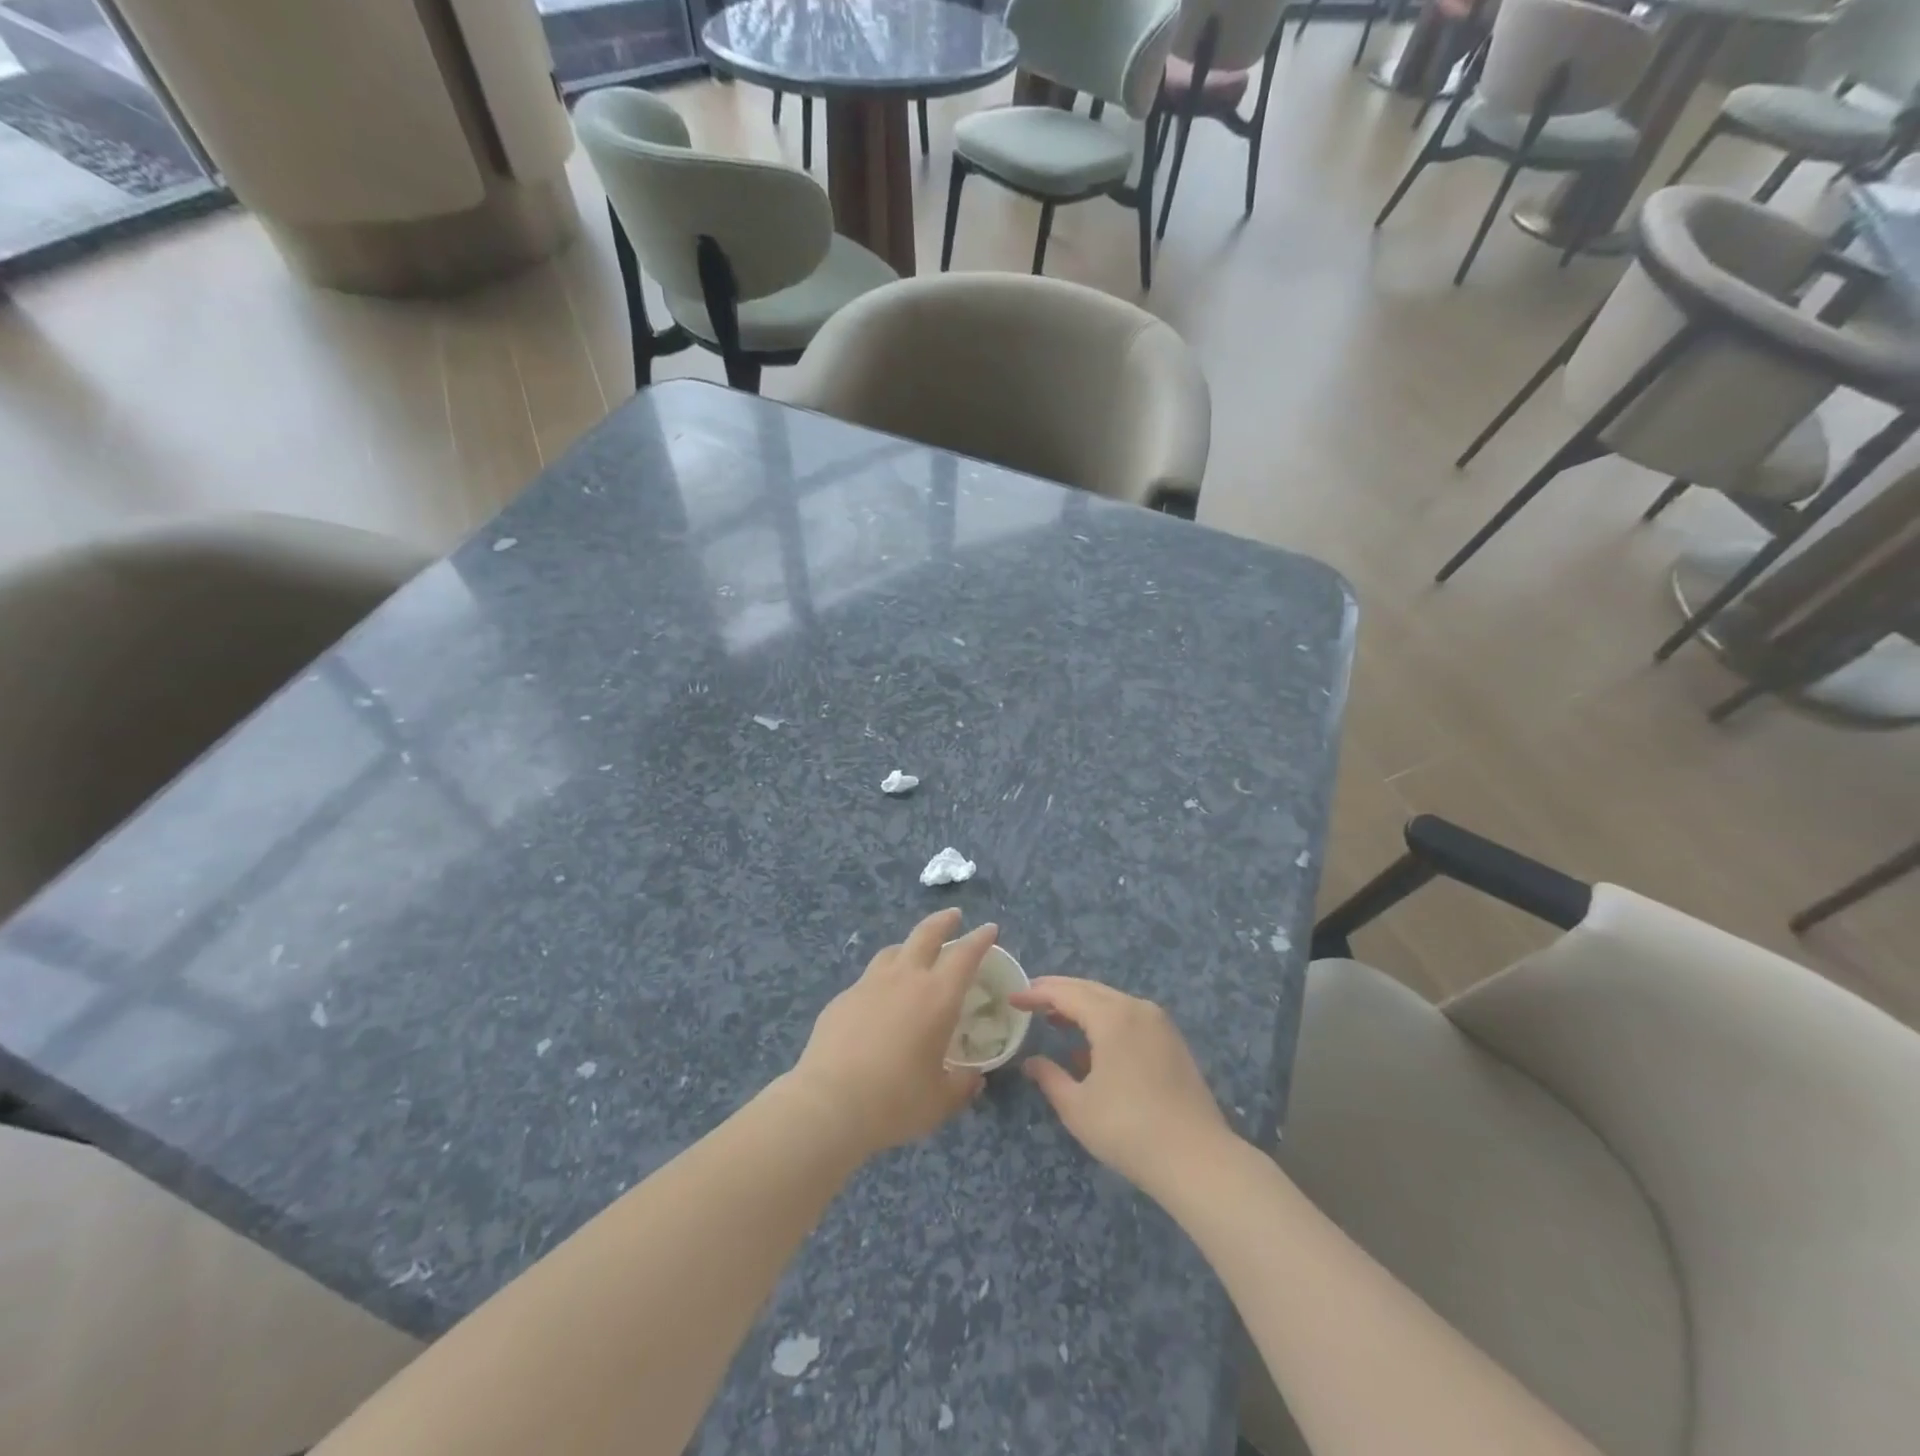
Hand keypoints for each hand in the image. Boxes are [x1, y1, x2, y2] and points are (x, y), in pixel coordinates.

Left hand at [789, 908, 993, 1156]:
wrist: (829, 1104)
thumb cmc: (895, 1102)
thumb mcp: (940, 1101)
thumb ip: (961, 1085)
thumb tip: (973, 1078)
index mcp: (937, 997)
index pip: (965, 955)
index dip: (980, 939)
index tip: (989, 929)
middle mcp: (905, 979)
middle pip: (926, 934)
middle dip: (943, 922)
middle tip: (954, 916)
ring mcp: (869, 984)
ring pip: (893, 951)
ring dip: (909, 946)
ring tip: (914, 955)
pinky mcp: (842, 999)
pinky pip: (868, 979)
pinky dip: (882, 980)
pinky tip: (879, 1002)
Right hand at [1010, 977, 1232, 1199]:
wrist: (1198, 1160)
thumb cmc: (1129, 1130)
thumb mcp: (1077, 1107)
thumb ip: (1049, 1078)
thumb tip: (1031, 1062)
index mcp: (1112, 1016)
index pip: (1065, 993)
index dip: (1036, 993)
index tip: (1012, 997)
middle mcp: (1137, 1008)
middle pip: (1089, 989)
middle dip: (1058, 992)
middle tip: (1030, 999)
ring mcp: (1159, 1023)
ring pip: (1111, 1002)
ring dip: (1082, 1007)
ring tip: (1055, 1019)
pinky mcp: (1172, 1042)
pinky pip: (1130, 1018)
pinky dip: (1105, 1021)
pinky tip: (1090, 1048)